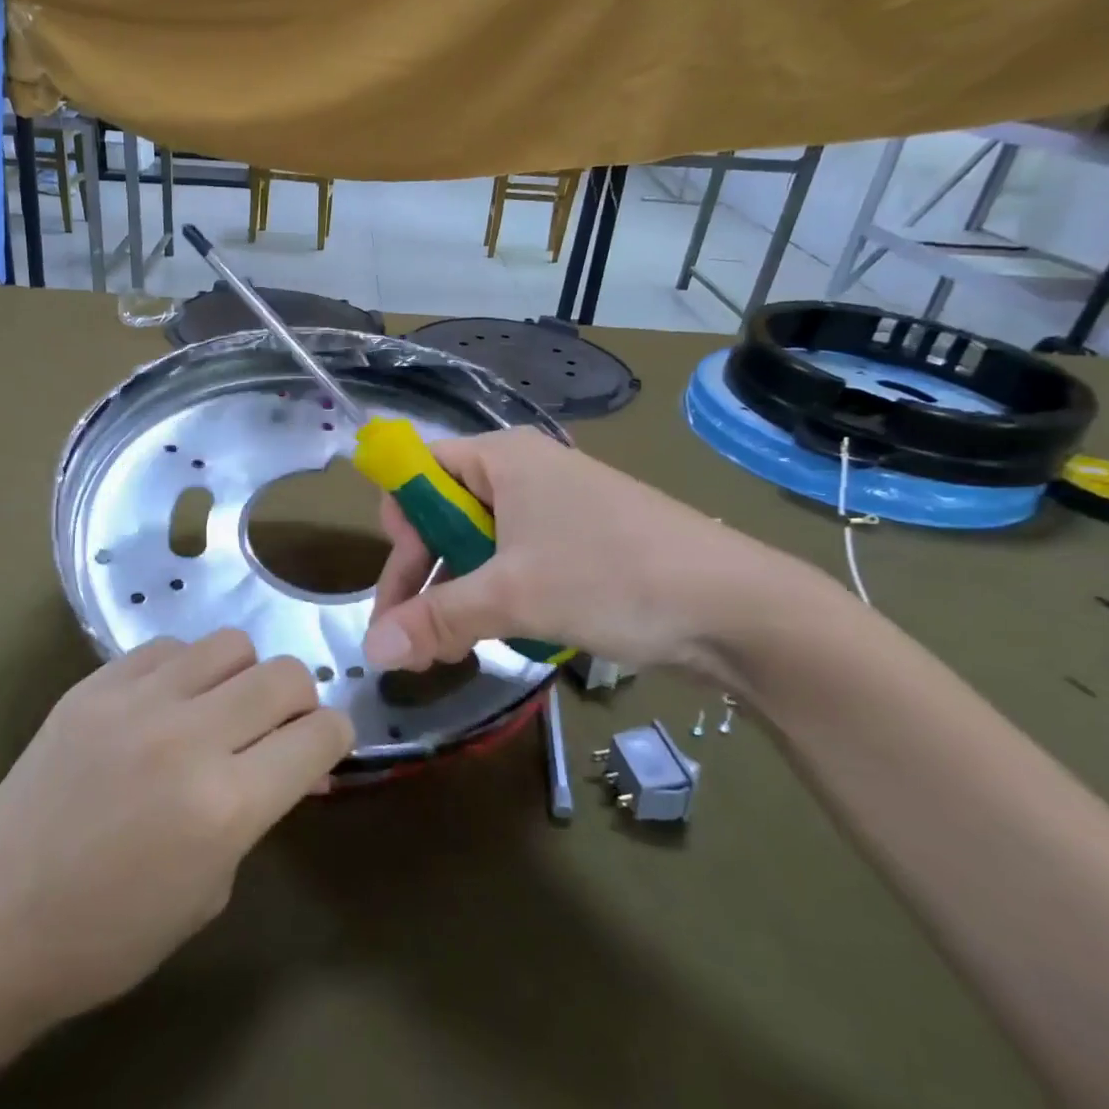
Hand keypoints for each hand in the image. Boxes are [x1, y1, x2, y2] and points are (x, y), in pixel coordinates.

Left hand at [0, 631, 352, 1047]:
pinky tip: (163, 706)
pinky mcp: (94, 684)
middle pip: (285, 674)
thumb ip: (261, 809)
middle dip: (299, 700)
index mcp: (227, 804)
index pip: (321, 734)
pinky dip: (183, 671)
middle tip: (276, 729)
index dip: (334, 739)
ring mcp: (137, 701)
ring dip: (242, 676)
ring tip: (217, 711)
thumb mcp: (214, 885)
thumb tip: (297, 761)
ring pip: (231, 644)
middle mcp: (189, 736)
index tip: (321, 749)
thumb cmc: (113, 932)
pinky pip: (168, 647)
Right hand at [365, 427, 817, 678]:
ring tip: (452, 648)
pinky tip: (497, 635)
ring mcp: (555, 509)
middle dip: (424, 575)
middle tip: (416, 638)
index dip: (400, 524)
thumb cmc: (612, 576)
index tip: (402, 584)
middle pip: (444, 513)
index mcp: (501, 457)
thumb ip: (435, 619)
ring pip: (479, 545)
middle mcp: (524, 473)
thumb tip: (370, 651)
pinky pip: (514, 562)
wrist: (737, 608)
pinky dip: (495, 597)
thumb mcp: (512, 596)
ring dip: (456, 595)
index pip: (419, 471)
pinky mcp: (579, 545)